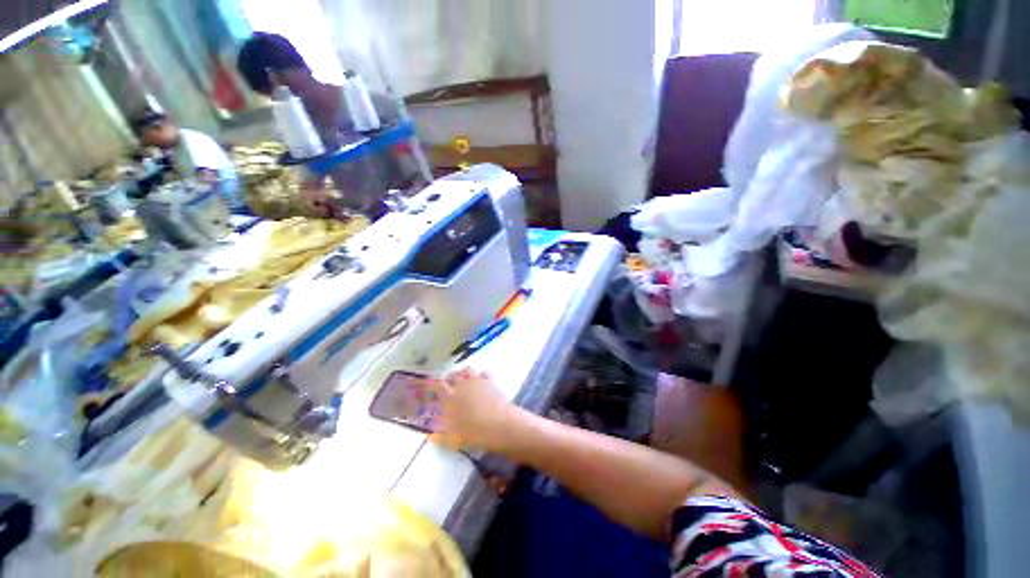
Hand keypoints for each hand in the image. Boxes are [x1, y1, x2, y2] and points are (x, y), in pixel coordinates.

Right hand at [431, 368, 520, 452]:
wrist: (497, 423)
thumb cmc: (472, 432)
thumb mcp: (452, 438)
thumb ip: (441, 434)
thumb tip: (431, 435)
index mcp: (449, 396)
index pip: (437, 385)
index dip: (434, 385)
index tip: (432, 386)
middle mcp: (461, 384)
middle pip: (453, 375)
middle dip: (450, 378)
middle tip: (450, 384)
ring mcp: (476, 380)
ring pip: (467, 371)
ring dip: (465, 373)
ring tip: (465, 378)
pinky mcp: (489, 381)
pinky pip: (484, 373)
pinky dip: (482, 374)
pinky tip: (482, 379)